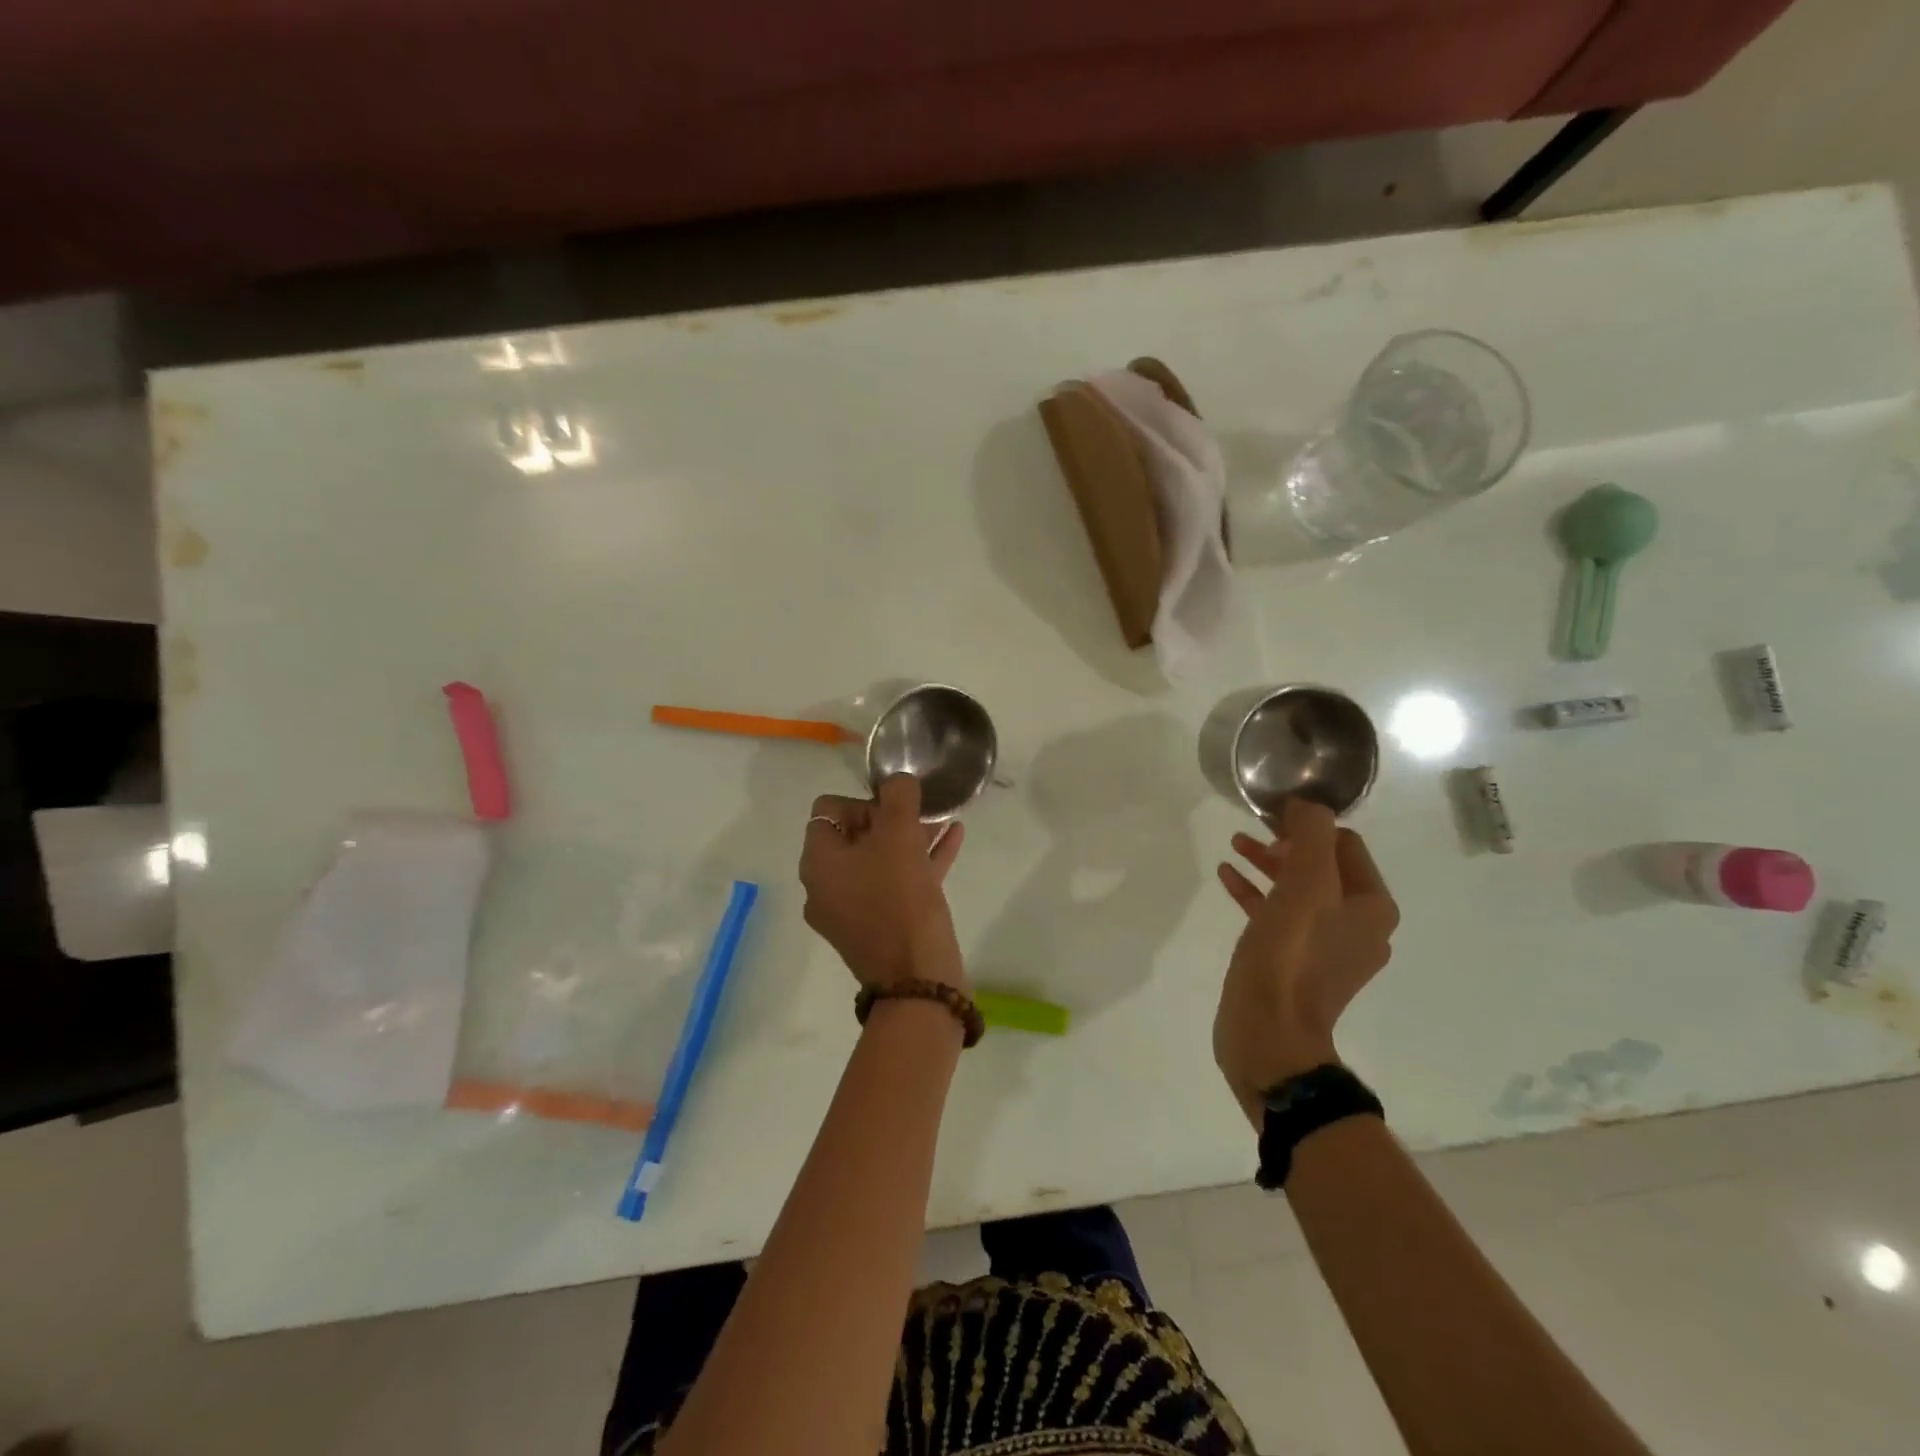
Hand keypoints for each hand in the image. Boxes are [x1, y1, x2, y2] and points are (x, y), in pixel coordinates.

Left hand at [799, 775, 966, 989]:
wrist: (918, 979)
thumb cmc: (900, 899)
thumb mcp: (899, 836)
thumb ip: (898, 797)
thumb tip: (898, 782)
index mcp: (818, 863)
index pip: (828, 810)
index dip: (862, 799)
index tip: (894, 808)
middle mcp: (826, 886)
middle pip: (854, 835)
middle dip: (890, 818)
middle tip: (921, 813)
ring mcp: (852, 911)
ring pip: (879, 861)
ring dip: (909, 837)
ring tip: (942, 819)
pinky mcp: (880, 928)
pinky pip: (896, 884)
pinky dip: (919, 862)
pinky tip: (953, 840)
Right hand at [1213, 797, 1397, 1123]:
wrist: (1268, 1034)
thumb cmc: (1288, 955)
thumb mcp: (1302, 886)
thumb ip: (1311, 836)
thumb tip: (1307, 805)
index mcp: (1372, 907)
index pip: (1345, 843)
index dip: (1307, 825)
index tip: (1269, 817)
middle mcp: (1360, 925)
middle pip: (1321, 866)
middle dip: (1285, 844)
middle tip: (1250, 833)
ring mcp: (1329, 949)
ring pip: (1299, 890)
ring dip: (1268, 864)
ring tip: (1235, 848)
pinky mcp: (1298, 964)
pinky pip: (1280, 916)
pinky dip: (1257, 894)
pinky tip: (1227, 879)